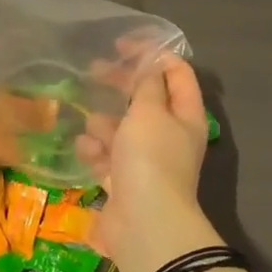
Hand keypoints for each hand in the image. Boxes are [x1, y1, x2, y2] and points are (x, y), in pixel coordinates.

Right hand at [78, 55, 212, 271]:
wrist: (144, 225)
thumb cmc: (151, 159)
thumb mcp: (149, 111)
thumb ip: (147, 83)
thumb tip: (150, 63)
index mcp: (185, 115)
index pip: (176, 72)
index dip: (152, 53)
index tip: (121, 45)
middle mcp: (169, 135)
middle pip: (145, 98)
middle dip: (120, 84)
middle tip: (94, 70)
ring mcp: (145, 160)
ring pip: (121, 128)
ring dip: (104, 124)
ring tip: (94, 128)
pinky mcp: (123, 180)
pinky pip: (106, 156)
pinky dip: (95, 152)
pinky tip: (86, 152)